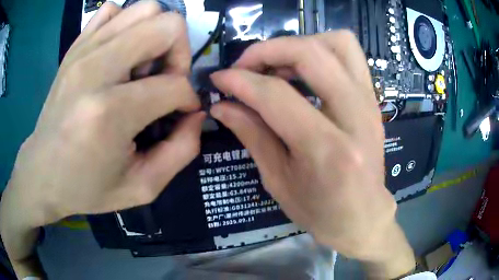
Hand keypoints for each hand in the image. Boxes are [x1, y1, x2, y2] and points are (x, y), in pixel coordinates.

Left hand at [0, 1, 202, 276]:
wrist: (41, 174)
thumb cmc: (87, 188)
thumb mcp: (141, 188)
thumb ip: (181, 152)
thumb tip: (195, 113)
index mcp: (110, 112)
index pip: (174, 84)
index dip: (188, 99)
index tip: (180, 114)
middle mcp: (96, 69)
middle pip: (167, 25)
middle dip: (179, 53)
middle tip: (163, 81)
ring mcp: (83, 51)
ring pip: (145, 9)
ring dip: (155, 36)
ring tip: (141, 67)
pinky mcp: (75, 47)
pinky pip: (112, 11)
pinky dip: (126, 24)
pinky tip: (118, 53)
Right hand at [209, 31, 414, 277]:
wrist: (364, 218)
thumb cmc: (321, 212)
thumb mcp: (278, 181)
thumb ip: (251, 135)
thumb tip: (222, 105)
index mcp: (327, 150)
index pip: (276, 95)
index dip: (240, 81)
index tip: (219, 79)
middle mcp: (355, 117)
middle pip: (311, 54)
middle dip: (268, 50)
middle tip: (246, 66)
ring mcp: (370, 104)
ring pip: (337, 43)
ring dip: (299, 44)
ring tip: (277, 66)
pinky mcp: (373, 100)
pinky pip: (349, 55)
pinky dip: (321, 50)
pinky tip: (303, 71)